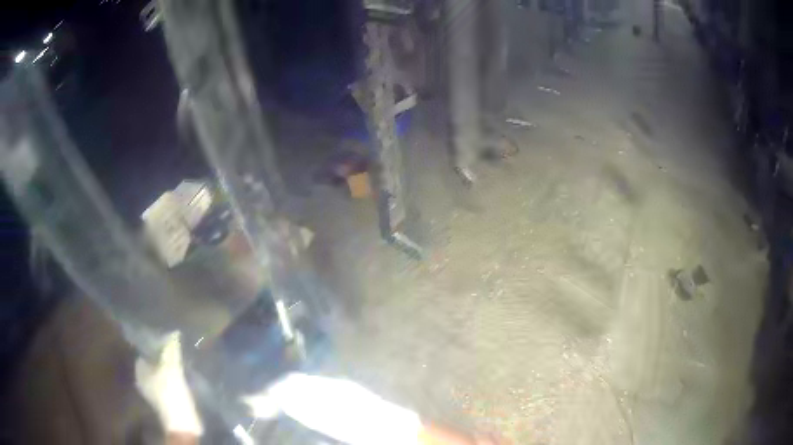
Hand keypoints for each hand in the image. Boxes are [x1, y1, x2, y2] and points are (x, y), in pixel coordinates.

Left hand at [135, 332, 202, 435]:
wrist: (181, 422)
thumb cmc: (171, 391)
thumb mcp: (172, 367)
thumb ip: (171, 349)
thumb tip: (173, 332)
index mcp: (139, 369)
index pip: (143, 350)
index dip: (153, 343)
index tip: (164, 337)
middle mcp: (141, 379)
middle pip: (151, 362)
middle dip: (160, 355)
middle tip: (173, 348)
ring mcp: (151, 391)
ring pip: (158, 373)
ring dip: (166, 368)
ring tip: (178, 361)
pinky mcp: (162, 401)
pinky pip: (164, 383)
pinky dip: (170, 379)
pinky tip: (179, 377)